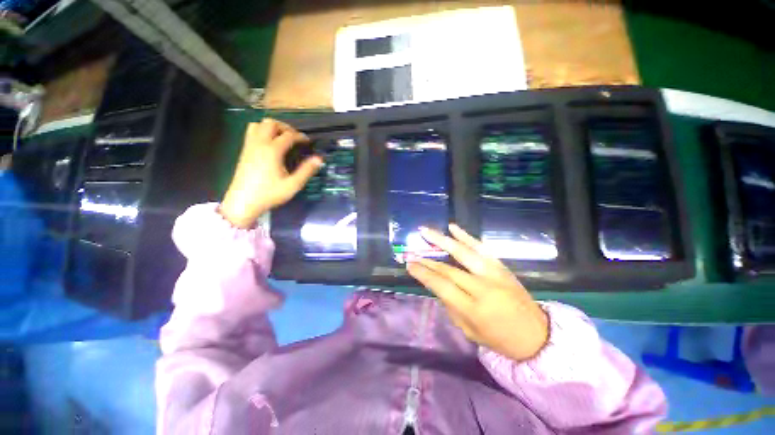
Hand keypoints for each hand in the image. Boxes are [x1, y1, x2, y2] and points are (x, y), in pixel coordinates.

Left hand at [219, 119, 322, 227]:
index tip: (308, 142)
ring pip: (258, 124)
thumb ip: (307, 170)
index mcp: (272, 150)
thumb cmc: (270, 194)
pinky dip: (262, 132)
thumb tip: (319, 159)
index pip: (288, 135)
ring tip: (282, 139)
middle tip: (295, 138)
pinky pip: (251, 132)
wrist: (243, 202)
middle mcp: (259, 143)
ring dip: (272, 128)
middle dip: (285, 127)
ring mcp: (249, 146)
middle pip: (271, 123)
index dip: (300, 137)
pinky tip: (270, 145)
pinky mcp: (244, 151)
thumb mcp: (293, 185)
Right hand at [406, 224, 548, 361]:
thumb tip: (436, 284)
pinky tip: (452, 227)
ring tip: (425, 231)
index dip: (423, 273)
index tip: (409, 264)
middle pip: (448, 269)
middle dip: (427, 260)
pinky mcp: (501, 266)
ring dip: (442, 240)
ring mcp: (493, 273)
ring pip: (463, 252)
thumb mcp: (468, 330)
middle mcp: (482, 287)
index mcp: (473, 308)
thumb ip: (450, 306)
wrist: (536, 334)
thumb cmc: (499, 338)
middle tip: (411, 252)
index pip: (441, 285)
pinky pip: (481, 247)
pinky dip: (466, 236)